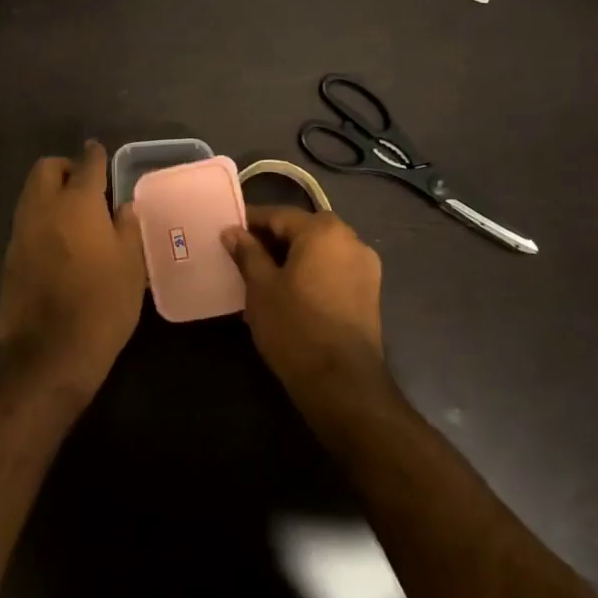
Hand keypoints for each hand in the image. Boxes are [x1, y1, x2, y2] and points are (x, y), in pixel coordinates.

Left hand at [0, 141, 145, 392]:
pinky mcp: (8, 257)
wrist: (48, 354)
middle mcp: (43, 208)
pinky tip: (58, 242)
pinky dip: (40, 219)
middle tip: (85, 185)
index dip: (95, 155)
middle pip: (46, 169)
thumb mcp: (131, 265)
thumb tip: (122, 206)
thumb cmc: (101, 304)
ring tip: (74, 214)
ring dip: (49, 193)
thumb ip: (127, 227)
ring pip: (31, 194)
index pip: (86, 163)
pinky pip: (25, 222)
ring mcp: (20, 232)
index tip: (101, 153)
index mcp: (78, 203)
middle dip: (64, 168)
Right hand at [223, 206, 384, 392]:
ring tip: (264, 277)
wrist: (342, 383)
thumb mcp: (261, 288)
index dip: (250, 222)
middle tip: (242, 257)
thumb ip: (247, 253)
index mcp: (324, 230)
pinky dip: (312, 273)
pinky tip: (291, 293)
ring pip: (320, 250)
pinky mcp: (370, 291)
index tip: (227, 234)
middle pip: (302, 230)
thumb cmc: (295, 327)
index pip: (279, 215)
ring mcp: (365, 266)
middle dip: (272, 240)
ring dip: (292, 257)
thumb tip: (232, 231)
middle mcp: (351, 239)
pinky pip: (334, 269)